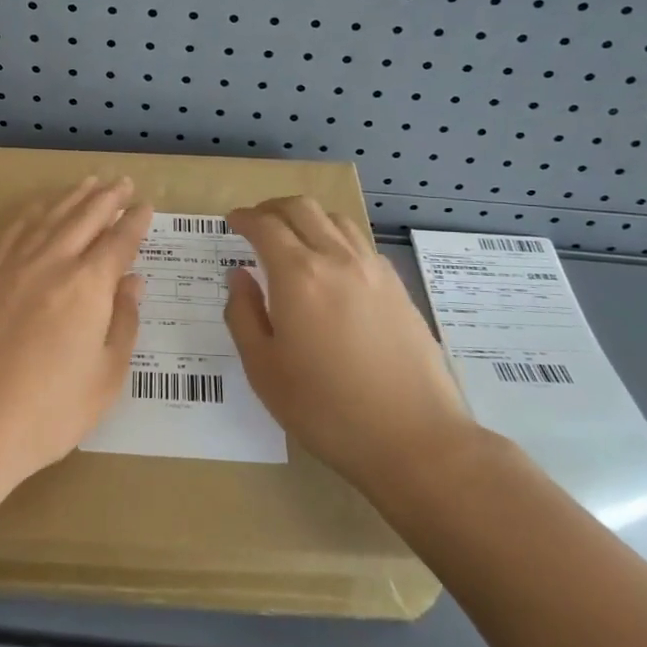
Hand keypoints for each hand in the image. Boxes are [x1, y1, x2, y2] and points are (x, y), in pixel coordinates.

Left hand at [0, 176, 152, 493]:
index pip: (118, 241)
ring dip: (71, 197)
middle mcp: (51, 263)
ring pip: (48, 217)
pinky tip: (38, 209)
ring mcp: (12, 267)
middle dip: (107, 197)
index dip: (135, 222)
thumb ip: (123, 323)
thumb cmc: (49, 412)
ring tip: (88, 182)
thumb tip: (132, 282)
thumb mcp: (106, 377)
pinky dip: (31, 213)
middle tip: (122, 182)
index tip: (145, 206)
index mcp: (88, 285)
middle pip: (84, 217)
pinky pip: (12, 232)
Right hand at [224, 196, 472, 496]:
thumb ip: (244, 315)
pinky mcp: (398, 288)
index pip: (266, 226)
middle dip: (273, 207)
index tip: (232, 221)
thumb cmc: (326, 409)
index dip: (245, 218)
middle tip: (257, 222)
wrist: (413, 438)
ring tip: (294, 238)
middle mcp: (337, 259)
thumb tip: (238, 276)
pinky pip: (361, 243)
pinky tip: (332, 266)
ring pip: (336, 219)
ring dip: (308, 217)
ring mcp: (373, 270)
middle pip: (302, 208)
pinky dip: (336, 238)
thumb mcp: (264, 369)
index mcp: (298, 276)